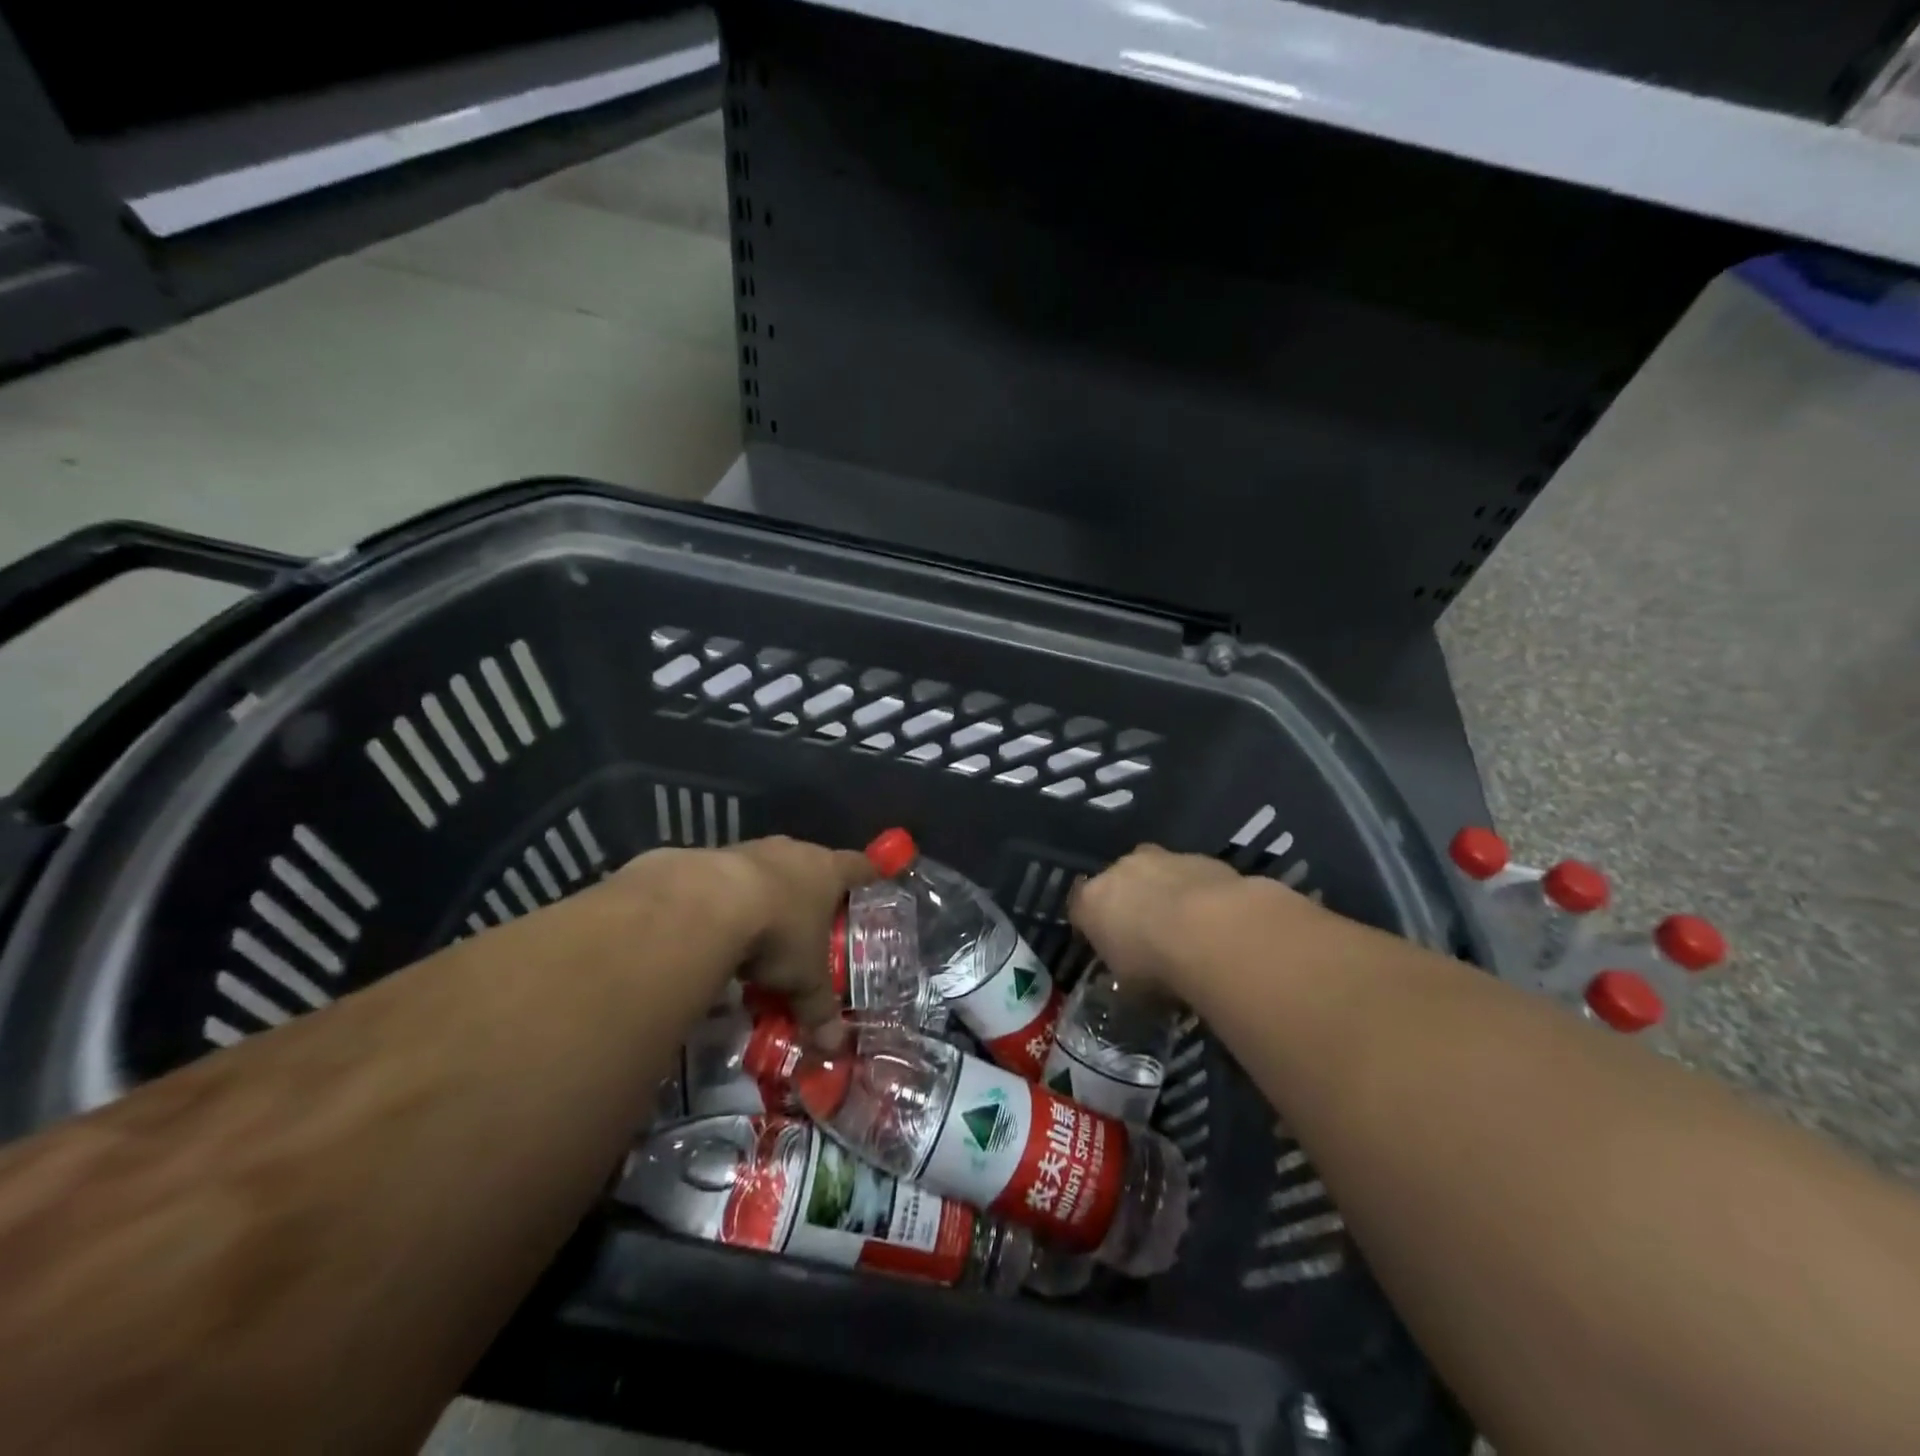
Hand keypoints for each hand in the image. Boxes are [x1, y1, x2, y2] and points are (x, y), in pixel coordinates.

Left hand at [725, 836, 874, 1048]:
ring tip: (766, 931)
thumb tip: (834, 1047)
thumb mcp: (805, 979)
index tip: (875, 882)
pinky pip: (733, 880)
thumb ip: (819, 1008)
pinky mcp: (715, 858)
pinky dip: (735, 900)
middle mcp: (795, 852)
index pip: (860, 866)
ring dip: (770, 895)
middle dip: (814, 892)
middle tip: (815, 922)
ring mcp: (754, 849)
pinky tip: (726, 928)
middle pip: (813, 866)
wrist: (709, 904)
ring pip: (771, 870)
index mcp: (829, 870)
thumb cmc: (779, 933)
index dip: (869, 875)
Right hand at [1071, 845, 1305, 996]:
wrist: (1212, 931)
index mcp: (1091, 901)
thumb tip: (1131, 973)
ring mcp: (1160, 858)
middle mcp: (1119, 870)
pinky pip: (1190, 876)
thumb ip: (1124, 970)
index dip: (1092, 927)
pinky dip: (1197, 892)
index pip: (1079, 909)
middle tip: (1148, 934)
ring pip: (1155, 872)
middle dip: (1128, 903)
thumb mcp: (1129, 985)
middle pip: (1117, 884)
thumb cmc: (1156, 964)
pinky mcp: (1198, 857)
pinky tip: (1214, 918)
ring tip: (1186, 926)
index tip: (1106, 945)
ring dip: (1163, 892)